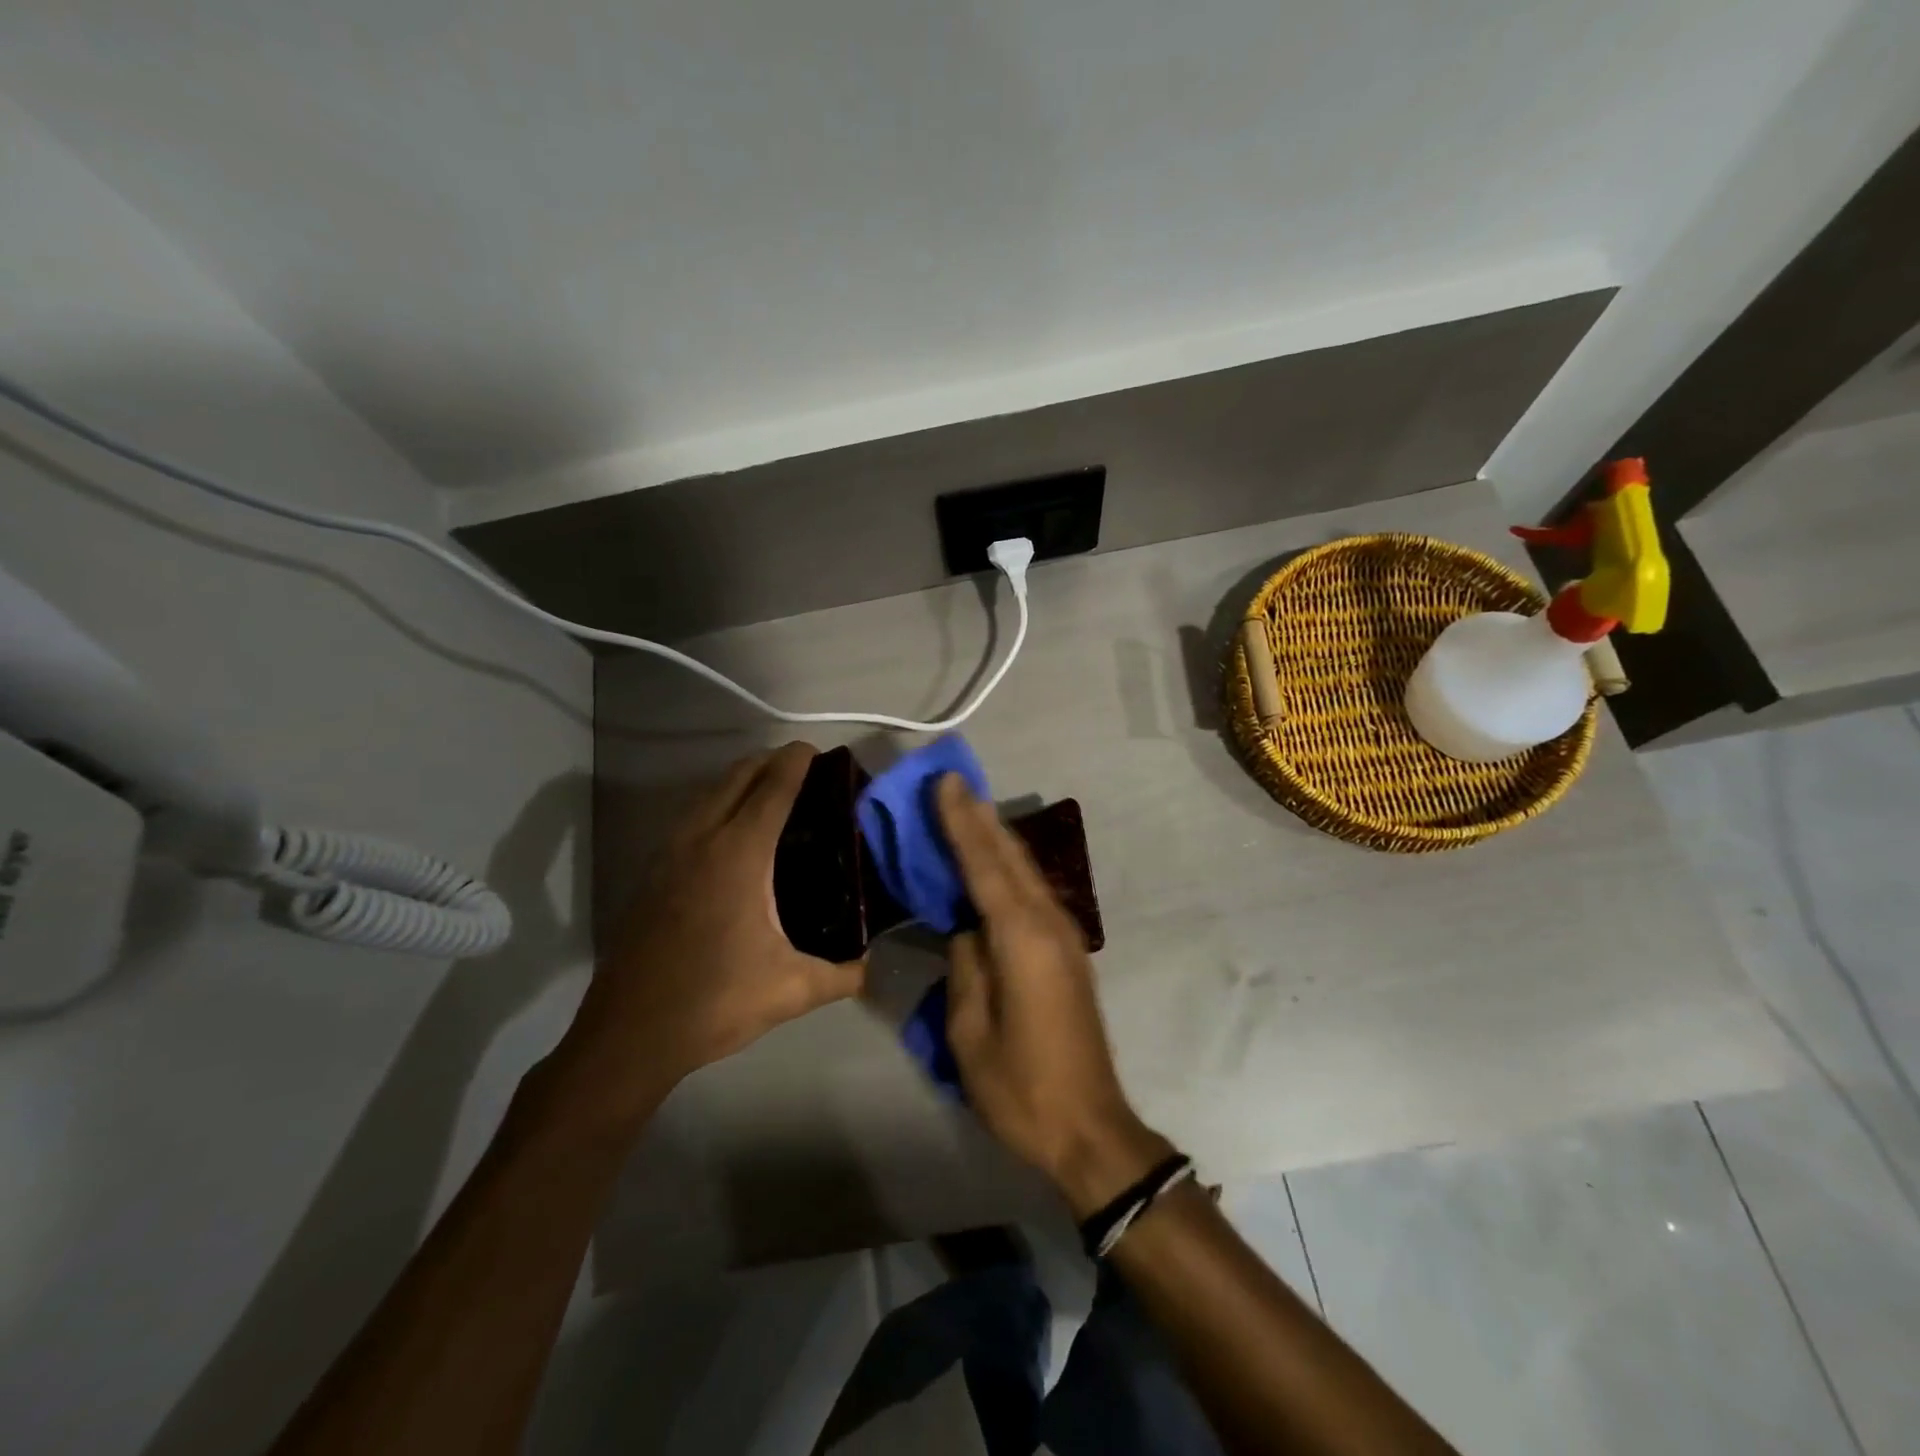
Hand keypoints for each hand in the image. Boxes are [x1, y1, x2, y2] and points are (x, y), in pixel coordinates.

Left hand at [549, 744, 865, 1130]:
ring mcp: (668, 855)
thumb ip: (840, 976)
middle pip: (735, 778)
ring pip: (706, 795)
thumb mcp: (790, 990)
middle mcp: (701, 841)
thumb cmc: (715, 1001)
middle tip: (800, 768)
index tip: (816, 750)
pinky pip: (689, 819)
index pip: (772, 789)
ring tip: (768, 792)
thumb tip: (869, 969)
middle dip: (768, 762)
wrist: (629, 1034)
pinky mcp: (651, 875)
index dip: (795, 762)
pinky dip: (715, 805)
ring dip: (737, 781)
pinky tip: (728, 834)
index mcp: (739, 855)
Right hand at [937, 774, 1171, 1217]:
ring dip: (996, 837)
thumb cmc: (1020, 1086)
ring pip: (1026, 871)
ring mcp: (1064, 936)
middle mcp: (1048, 923)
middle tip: (953, 781)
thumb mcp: (971, 1030)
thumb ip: (966, 965)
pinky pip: (1032, 893)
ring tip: (969, 807)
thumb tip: (966, 927)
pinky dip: (1008, 867)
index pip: (984, 865)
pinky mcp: (1067, 952)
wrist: (1090, 1127)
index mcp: (1021, 938)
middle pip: (1010, 857)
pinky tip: (993, 862)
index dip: (961, 821)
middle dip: (980, 817)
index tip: (945, 781)